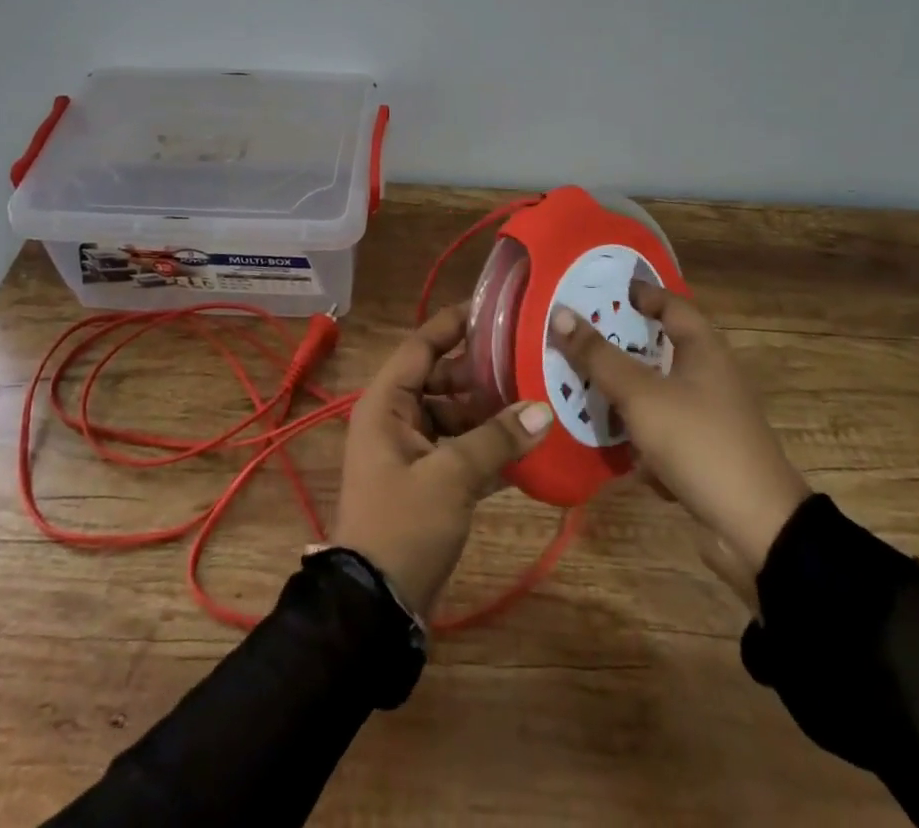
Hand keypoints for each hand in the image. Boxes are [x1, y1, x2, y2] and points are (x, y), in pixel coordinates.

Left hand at [333, 304, 554, 614]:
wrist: (374, 609)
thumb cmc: (403, 524)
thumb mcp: (451, 476)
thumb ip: (497, 438)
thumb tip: (544, 409)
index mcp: (387, 403)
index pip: (422, 345)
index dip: (455, 324)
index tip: (496, 308)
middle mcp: (396, 418)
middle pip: (443, 379)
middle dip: (484, 371)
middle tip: (531, 358)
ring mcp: (413, 451)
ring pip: (456, 416)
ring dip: (492, 412)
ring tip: (540, 398)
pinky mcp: (429, 482)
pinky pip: (462, 450)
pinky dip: (490, 447)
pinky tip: (531, 446)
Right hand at [550, 280, 809, 583]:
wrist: (757, 529)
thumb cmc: (699, 443)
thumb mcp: (641, 395)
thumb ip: (599, 356)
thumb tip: (560, 313)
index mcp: (703, 349)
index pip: (670, 302)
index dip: (638, 292)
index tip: (600, 289)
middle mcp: (709, 375)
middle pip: (658, 346)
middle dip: (618, 343)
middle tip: (575, 334)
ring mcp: (707, 415)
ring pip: (655, 390)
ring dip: (622, 389)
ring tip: (577, 382)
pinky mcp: (702, 450)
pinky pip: (661, 427)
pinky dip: (636, 429)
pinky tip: (606, 438)